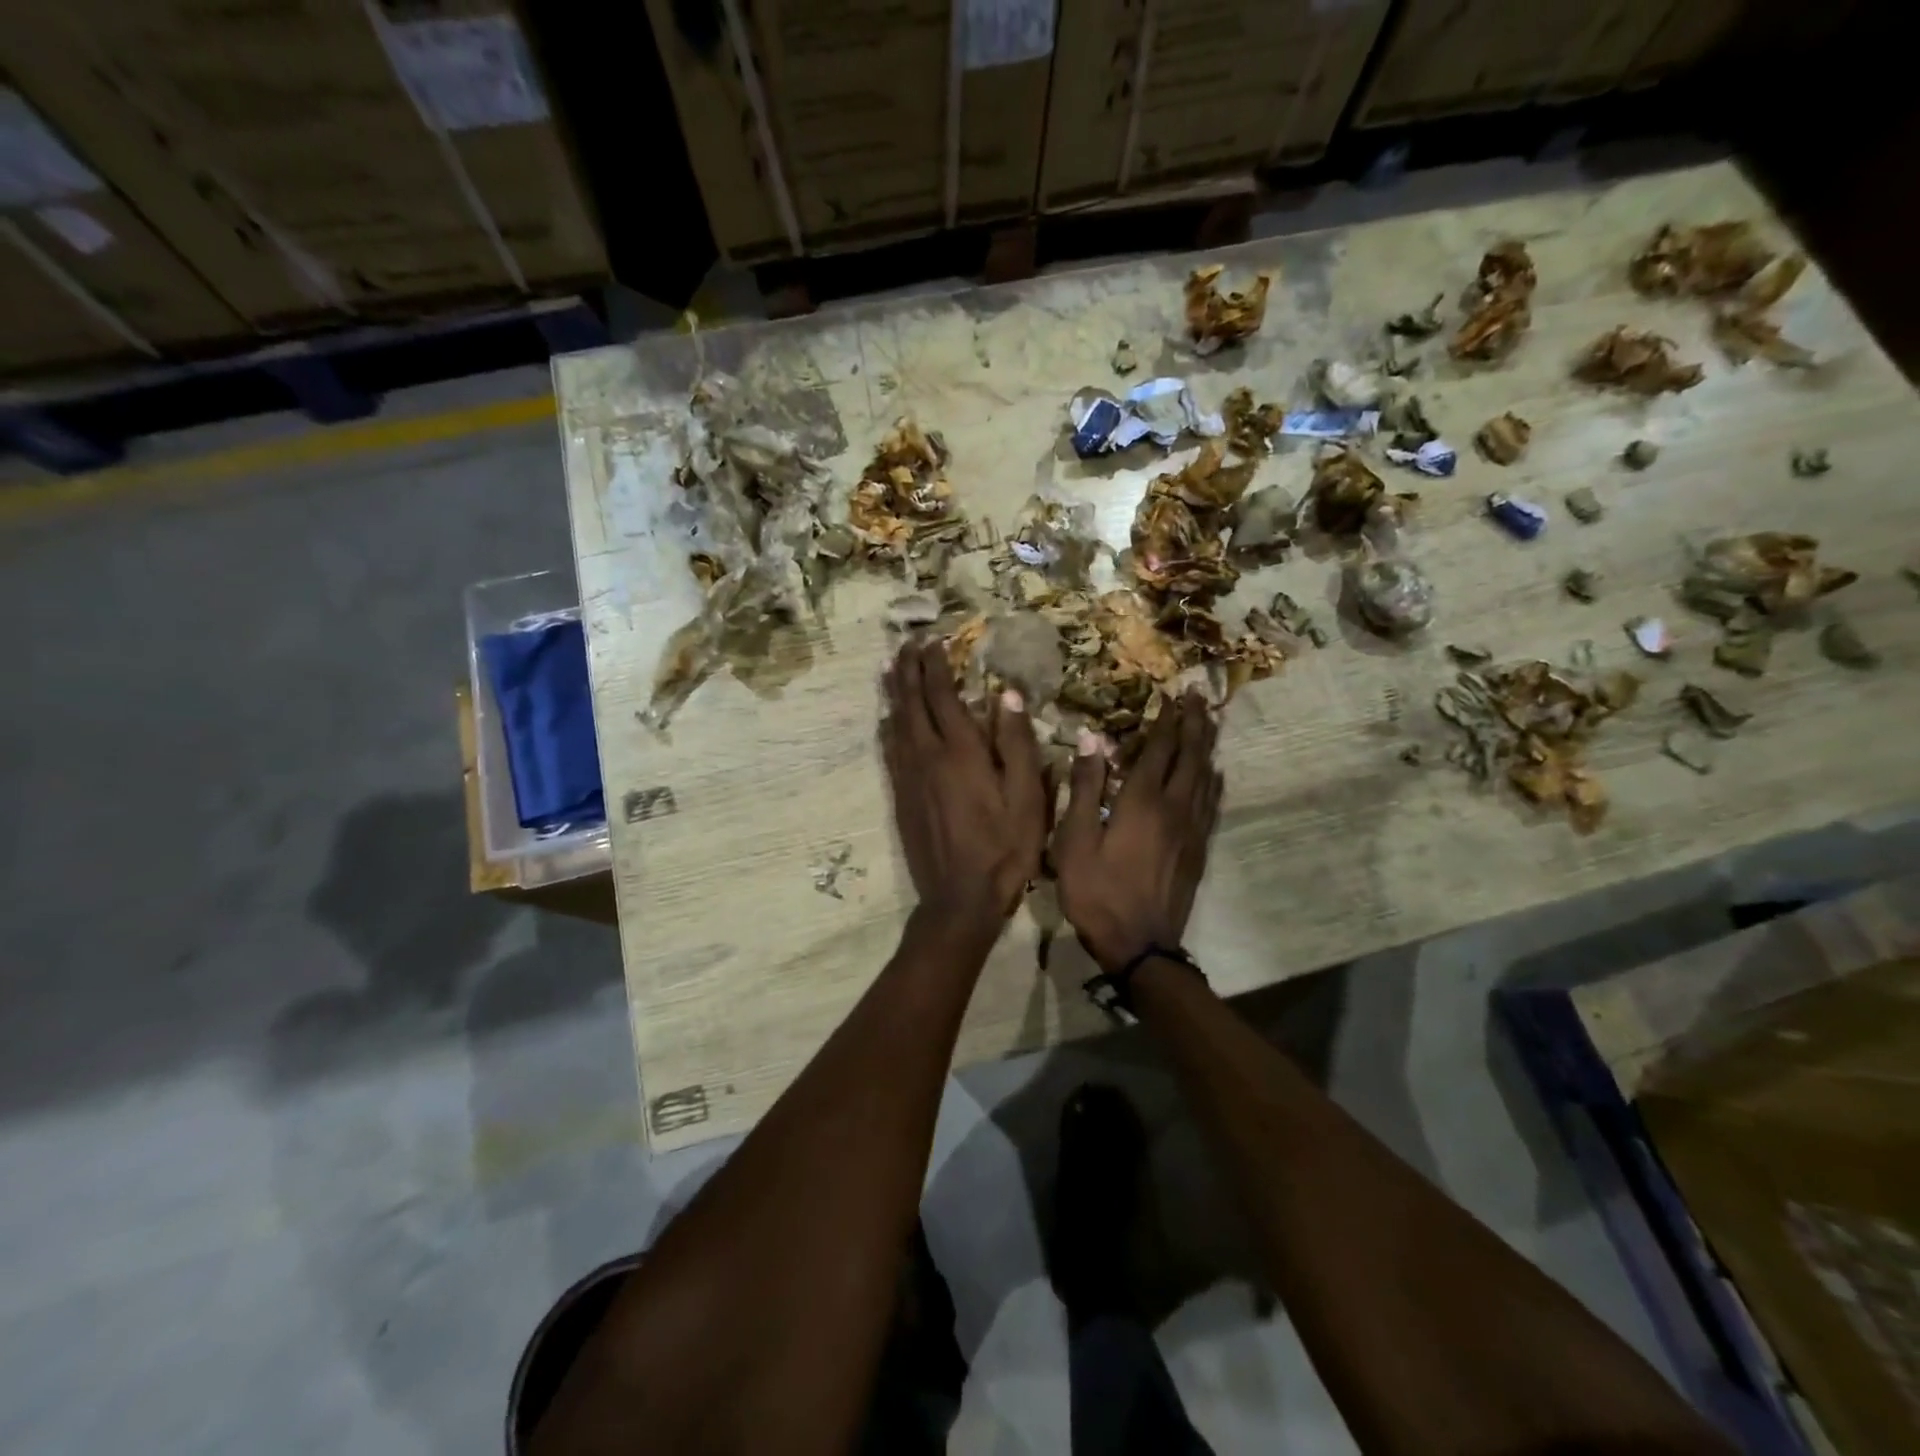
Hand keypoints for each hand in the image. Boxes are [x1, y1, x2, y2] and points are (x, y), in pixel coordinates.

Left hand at [880, 639, 1048, 928]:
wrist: (960, 898)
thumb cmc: (1005, 848)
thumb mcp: (1027, 797)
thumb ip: (1016, 744)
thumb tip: (1005, 694)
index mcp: (961, 752)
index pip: (942, 695)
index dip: (935, 665)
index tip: (932, 640)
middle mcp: (927, 756)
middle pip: (911, 702)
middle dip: (908, 669)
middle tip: (905, 644)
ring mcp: (909, 777)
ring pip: (895, 722)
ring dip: (894, 692)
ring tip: (890, 668)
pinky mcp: (900, 797)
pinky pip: (889, 750)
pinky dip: (888, 727)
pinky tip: (887, 720)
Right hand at [1054, 691, 1222, 972]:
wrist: (1139, 944)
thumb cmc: (1097, 892)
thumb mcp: (1075, 840)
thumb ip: (1084, 788)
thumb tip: (1091, 739)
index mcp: (1142, 802)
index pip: (1158, 749)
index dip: (1165, 720)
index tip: (1171, 695)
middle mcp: (1174, 807)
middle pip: (1190, 756)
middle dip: (1194, 723)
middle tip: (1199, 696)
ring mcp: (1191, 829)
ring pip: (1205, 777)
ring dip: (1206, 746)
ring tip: (1209, 723)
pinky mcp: (1198, 849)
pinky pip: (1211, 803)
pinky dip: (1213, 781)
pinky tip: (1214, 773)